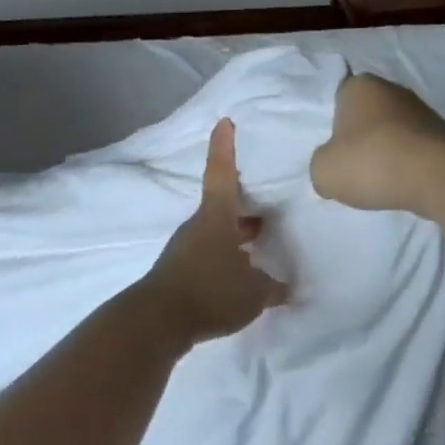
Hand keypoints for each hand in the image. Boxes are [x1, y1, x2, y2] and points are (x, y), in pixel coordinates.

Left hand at [138, 119, 288, 344]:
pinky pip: (211, 255)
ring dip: (238, 234)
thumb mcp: (253, 293)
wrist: (157, 323)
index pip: (222, 174)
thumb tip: (287, 287)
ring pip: (218, 232)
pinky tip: (244, 275)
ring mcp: (186, 250)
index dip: (225, 148)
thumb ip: (273, 288)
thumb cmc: (210, 292)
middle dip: (246, 205)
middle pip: (224, 207)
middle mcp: (199, 228)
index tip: (224, 122)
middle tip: (270, 203)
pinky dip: (228, 257)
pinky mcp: (181, 273)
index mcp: (217, 219)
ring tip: (263, 241)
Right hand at [309, 74, 444, 215]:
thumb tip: (334, 168)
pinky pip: (415, 150)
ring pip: (393, 133)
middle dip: (361, 140)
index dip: (333, 126)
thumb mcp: (323, 171)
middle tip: (353, 168)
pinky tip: (403, 184)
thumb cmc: (372, 162)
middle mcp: (393, 90)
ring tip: (379, 182)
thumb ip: (321, 165)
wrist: (438, 177)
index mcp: (360, 86)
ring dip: (386, 153)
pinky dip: (408, 165)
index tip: (334, 152)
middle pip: (367, 116)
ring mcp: (423, 111)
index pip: (338, 100)